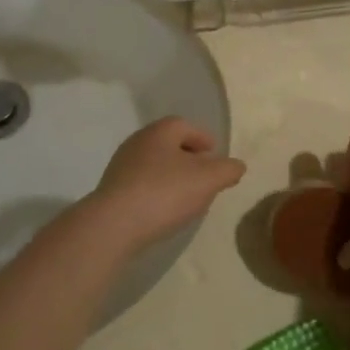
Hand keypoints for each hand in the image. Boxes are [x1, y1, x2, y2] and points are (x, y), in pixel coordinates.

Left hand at [86, 117, 244, 250]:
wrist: (114, 224)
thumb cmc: (165, 192)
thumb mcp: (208, 179)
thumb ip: (227, 170)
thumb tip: (236, 166)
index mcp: (160, 131)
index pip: (185, 126)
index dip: (203, 138)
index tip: (214, 154)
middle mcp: (138, 142)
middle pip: (168, 144)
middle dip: (188, 157)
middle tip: (204, 176)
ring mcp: (121, 166)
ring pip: (154, 164)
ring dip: (172, 176)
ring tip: (187, 196)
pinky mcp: (112, 190)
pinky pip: (141, 184)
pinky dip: (156, 191)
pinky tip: (164, 210)